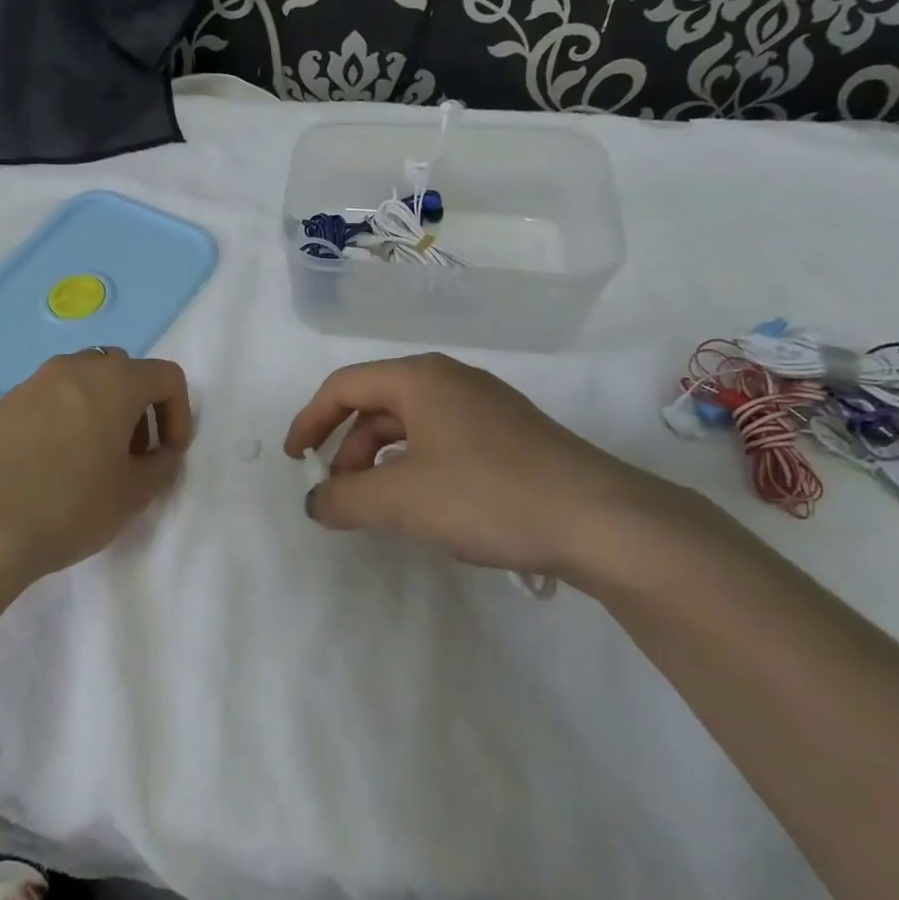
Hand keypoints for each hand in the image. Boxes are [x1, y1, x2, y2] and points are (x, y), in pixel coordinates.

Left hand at [0, 349, 192, 584]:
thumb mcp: (133, 495)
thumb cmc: (67, 507)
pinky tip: (49, 469)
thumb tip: (159, 453)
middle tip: (132, 456)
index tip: (169, 454)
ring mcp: (29, 384)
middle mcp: (72, 369)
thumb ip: (161, 467)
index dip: (179, 413)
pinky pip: (46, 402)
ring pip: (81, 383)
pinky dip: (63, 421)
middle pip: (122, 371)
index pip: (165, 376)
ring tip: (90, 463)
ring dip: (100, 412)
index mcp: (113, 381)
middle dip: (138, 408)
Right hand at [283, 352, 692, 585]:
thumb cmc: (488, 495)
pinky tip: (425, 505)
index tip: (296, 461)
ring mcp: (485, 407)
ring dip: (380, 462)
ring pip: (410, 426)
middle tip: (338, 494)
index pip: (344, 386)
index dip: (310, 421)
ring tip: (377, 506)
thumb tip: (315, 502)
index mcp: (420, 379)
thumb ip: (344, 498)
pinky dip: (415, 468)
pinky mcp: (509, 437)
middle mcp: (450, 381)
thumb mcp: (401, 499)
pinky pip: (442, 442)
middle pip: (377, 404)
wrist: (602, 520)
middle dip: (346, 448)